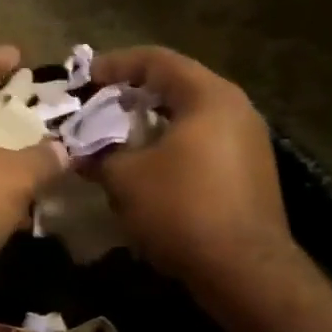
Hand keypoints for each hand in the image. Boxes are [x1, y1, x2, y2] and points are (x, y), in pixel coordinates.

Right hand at [92, 46, 301, 300]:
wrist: (244, 271)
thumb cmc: (181, 209)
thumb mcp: (124, 178)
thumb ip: (99, 154)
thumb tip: (81, 153)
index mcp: (209, 97)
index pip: (157, 60)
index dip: (115, 64)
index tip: (84, 78)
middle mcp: (236, 110)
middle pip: (176, 86)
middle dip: (132, 95)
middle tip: (97, 106)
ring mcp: (248, 142)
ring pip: (189, 117)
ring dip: (150, 123)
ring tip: (115, 137)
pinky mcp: (249, 173)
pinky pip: (201, 143)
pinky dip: (169, 145)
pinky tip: (146, 167)